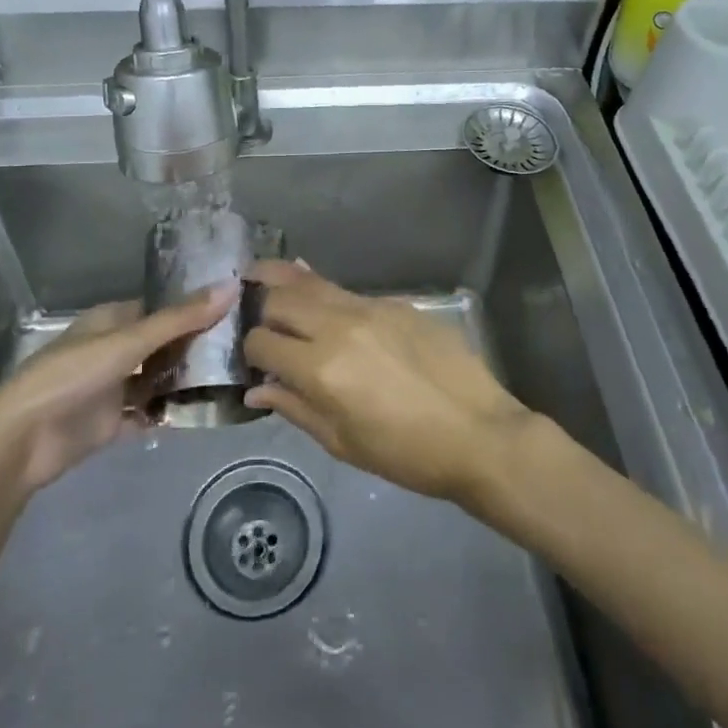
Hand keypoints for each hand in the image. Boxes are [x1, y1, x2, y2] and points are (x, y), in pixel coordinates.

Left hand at [0, 283, 235, 496]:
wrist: (23, 440)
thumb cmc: (73, 375)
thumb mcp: (130, 341)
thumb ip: (181, 318)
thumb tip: (232, 286)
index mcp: (113, 320)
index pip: (162, 307)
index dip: (195, 307)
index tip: (236, 309)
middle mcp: (115, 349)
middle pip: (163, 344)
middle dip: (196, 346)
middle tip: (244, 347)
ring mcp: (114, 387)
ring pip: (159, 379)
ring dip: (187, 380)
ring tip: (234, 379)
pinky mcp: (113, 422)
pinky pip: (150, 414)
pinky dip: (171, 413)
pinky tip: (206, 412)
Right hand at [244, 260, 534, 502]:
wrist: (478, 432)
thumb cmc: (407, 453)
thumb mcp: (343, 443)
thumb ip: (295, 408)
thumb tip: (256, 388)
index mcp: (322, 369)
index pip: (262, 341)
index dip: (250, 350)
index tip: (254, 359)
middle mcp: (339, 326)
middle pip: (280, 298)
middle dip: (260, 307)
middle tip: (255, 316)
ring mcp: (370, 308)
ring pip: (312, 282)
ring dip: (284, 282)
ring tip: (260, 274)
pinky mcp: (395, 302)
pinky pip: (347, 291)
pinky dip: (323, 291)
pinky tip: (317, 294)